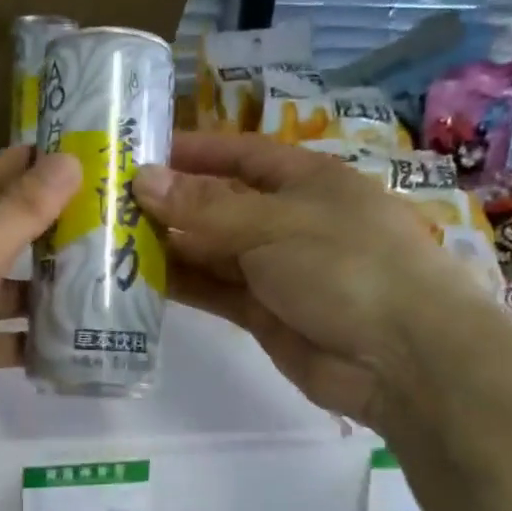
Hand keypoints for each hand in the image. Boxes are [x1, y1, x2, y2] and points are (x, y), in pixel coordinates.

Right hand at [132, 132, 496, 426]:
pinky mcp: (263, 313)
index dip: (193, 150)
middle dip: (168, 202)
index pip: (240, 155)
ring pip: (211, 250)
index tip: (139, 151)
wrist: (404, 360)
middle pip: (218, 203)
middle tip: (108, 202)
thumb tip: (142, 180)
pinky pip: (214, 290)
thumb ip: (204, 207)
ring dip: (167, 245)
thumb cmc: (346, 265)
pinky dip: (181, 284)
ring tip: (111, 240)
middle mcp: (287, 219)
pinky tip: (138, 278)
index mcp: (305, 181)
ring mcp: (275, 269)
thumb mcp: (273, 224)